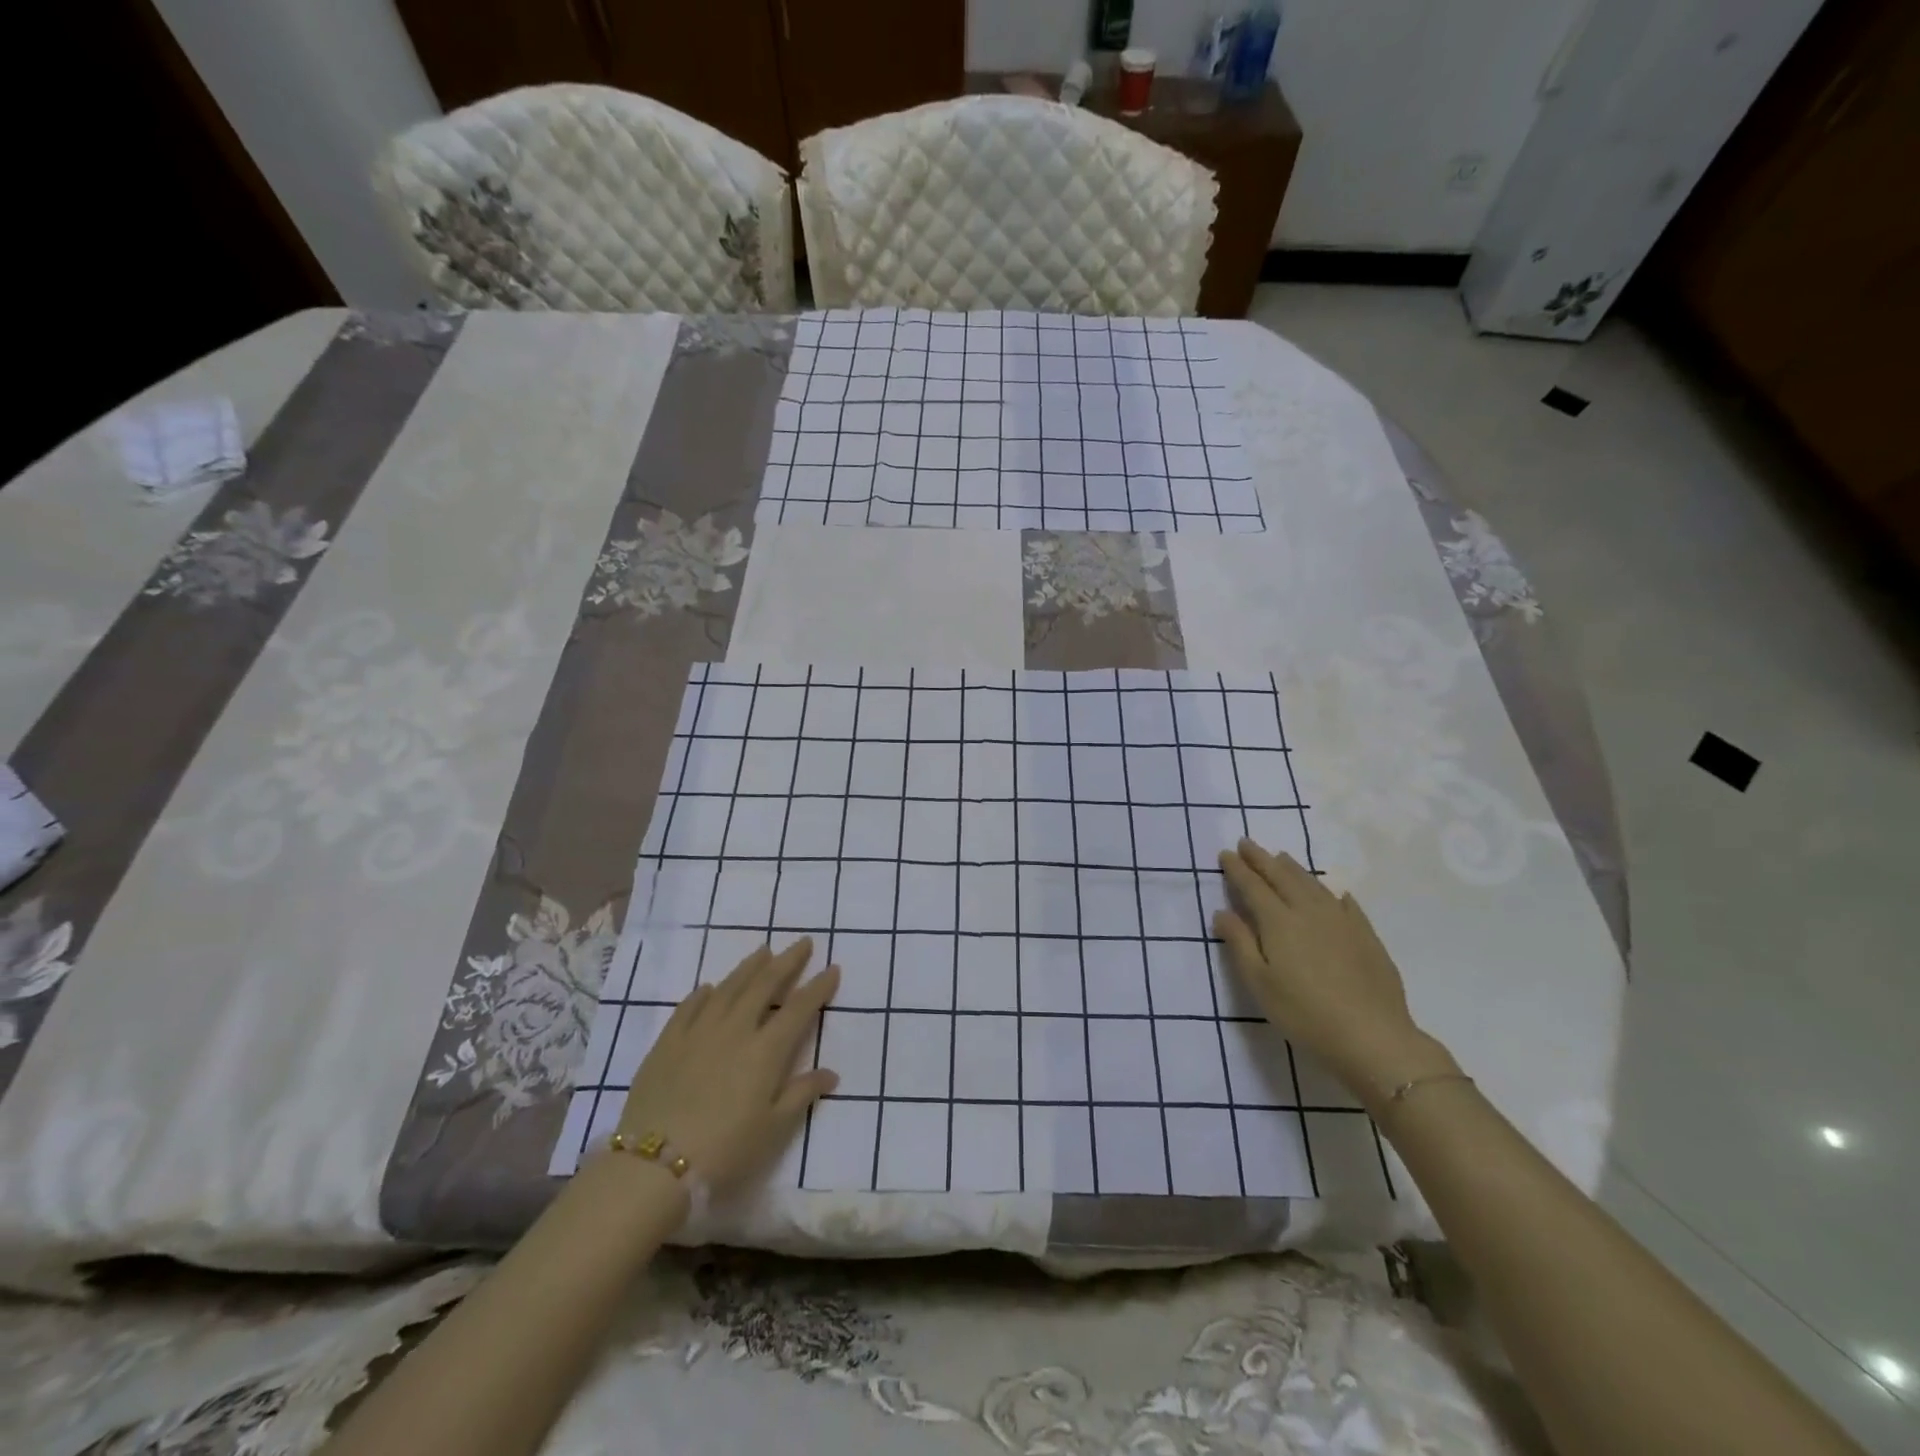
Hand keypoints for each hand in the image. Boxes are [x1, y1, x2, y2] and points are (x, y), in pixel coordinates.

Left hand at [616, 938, 839, 1193]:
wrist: (653, 1166)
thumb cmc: (724, 1151)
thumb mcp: (773, 1129)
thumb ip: (802, 1094)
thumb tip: (831, 1073)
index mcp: (766, 1050)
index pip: (799, 1008)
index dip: (818, 987)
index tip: (832, 968)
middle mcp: (735, 1029)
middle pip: (765, 985)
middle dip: (787, 961)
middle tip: (802, 943)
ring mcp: (698, 1032)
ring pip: (729, 988)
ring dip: (749, 967)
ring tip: (763, 951)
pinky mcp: (667, 1043)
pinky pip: (688, 1007)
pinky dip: (703, 994)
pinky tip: (709, 987)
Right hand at [1215, 839, 1456, 1110]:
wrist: (1373, 1037)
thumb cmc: (1304, 1014)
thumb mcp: (1260, 983)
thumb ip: (1240, 943)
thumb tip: (1222, 911)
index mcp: (1279, 922)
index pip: (1253, 886)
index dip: (1238, 869)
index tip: (1225, 853)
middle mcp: (1309, 911)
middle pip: (1282, 876)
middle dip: (1262, 859)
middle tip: (1247, 843)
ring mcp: (1342, 921)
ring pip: (1313, 884)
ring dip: (1293, 868)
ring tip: (1281, 857)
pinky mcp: (1366, 936)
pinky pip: (1345, 902)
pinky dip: (1332, 891)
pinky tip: (1333, 891)